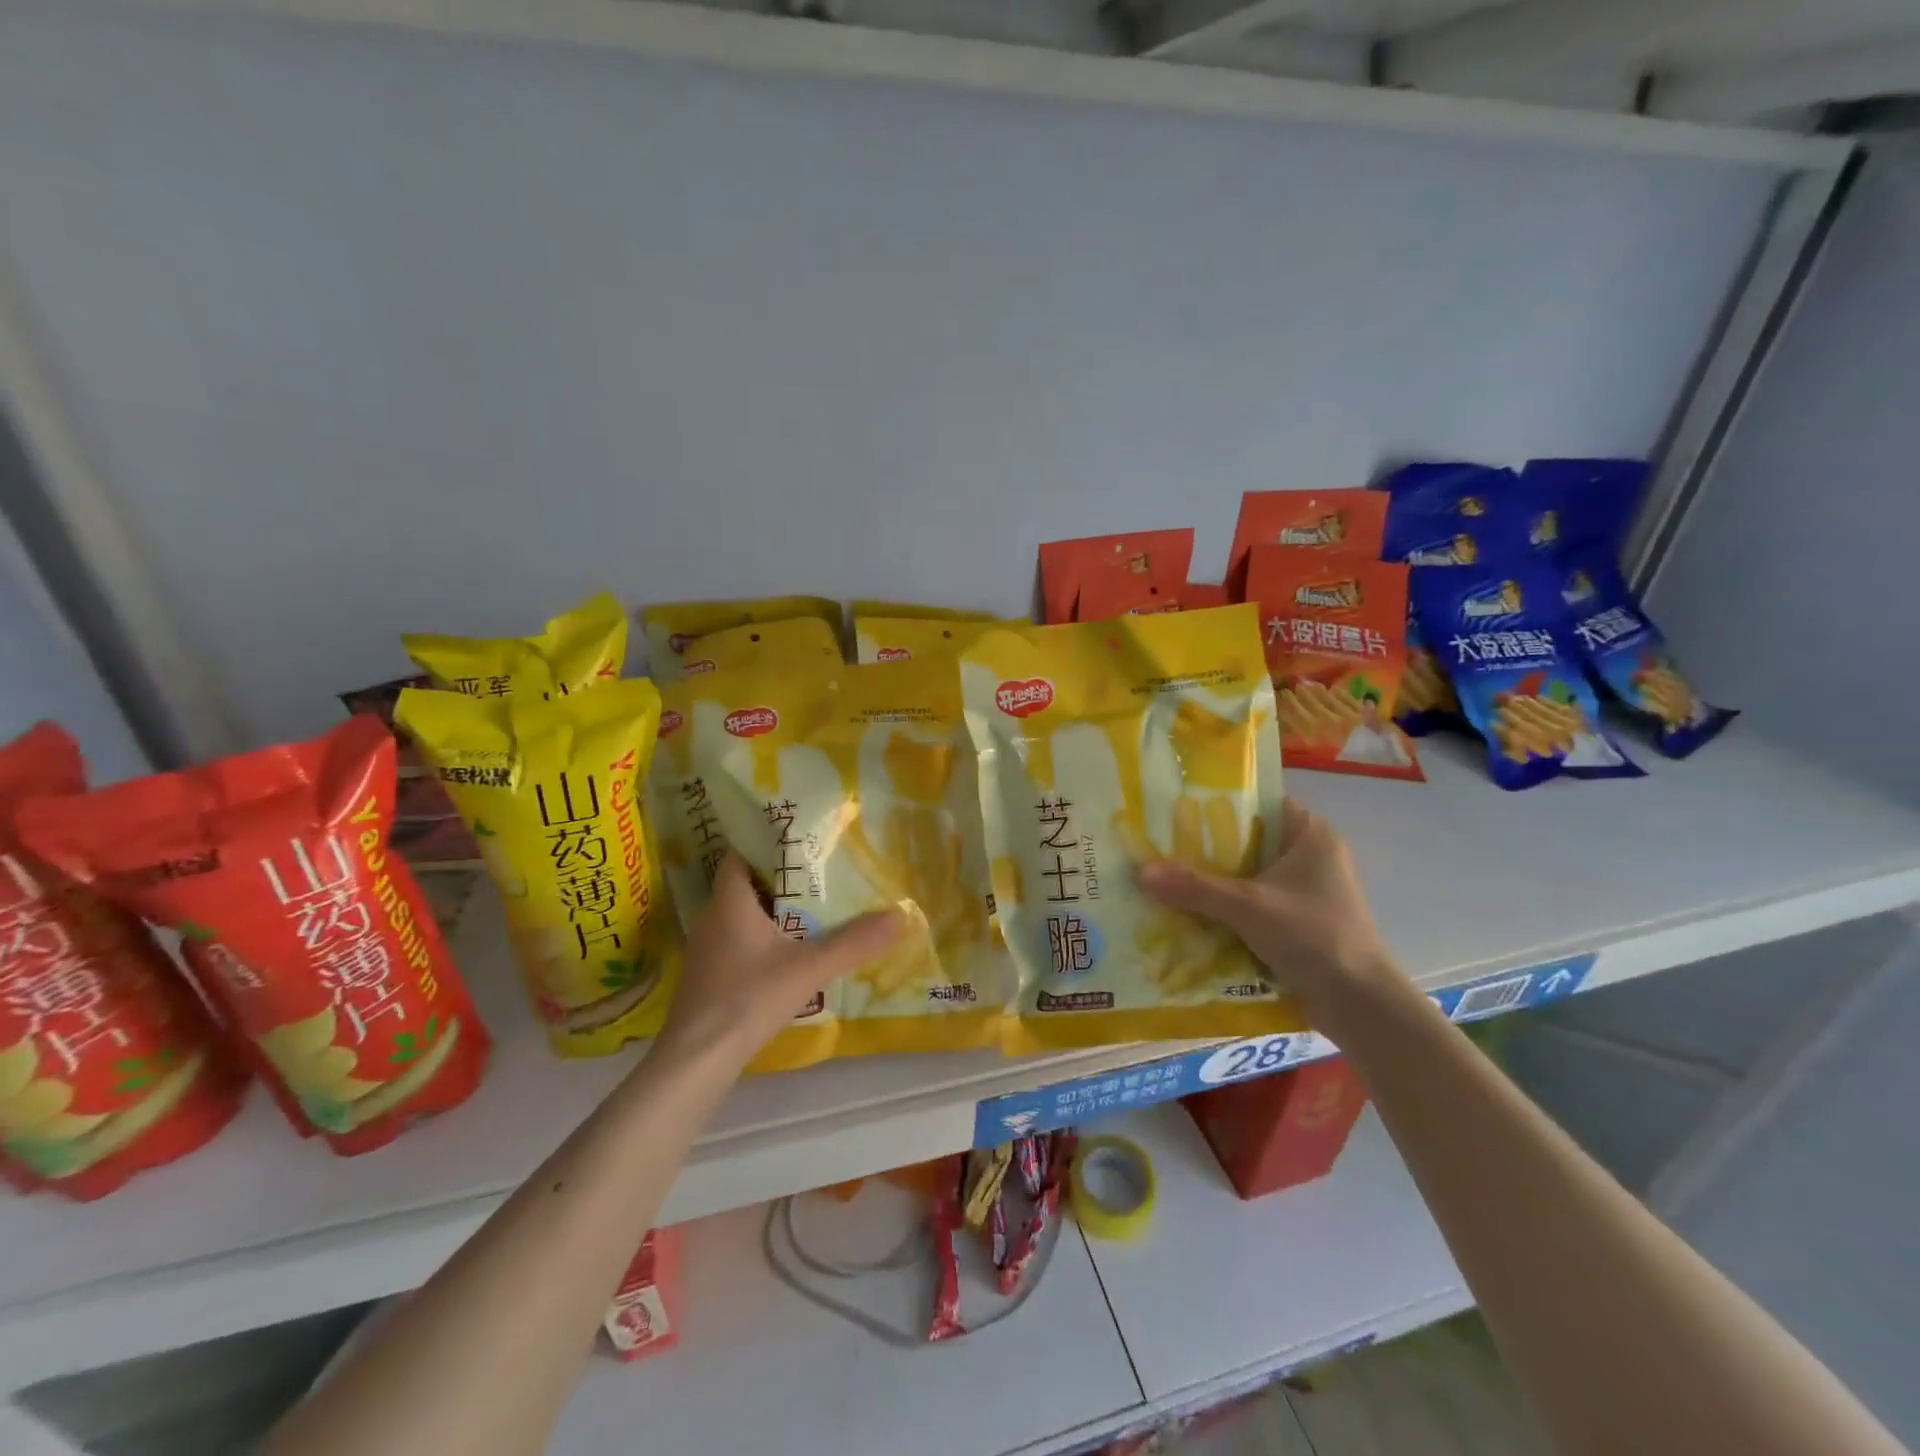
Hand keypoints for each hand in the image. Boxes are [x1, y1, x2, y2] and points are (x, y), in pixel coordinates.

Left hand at [658, 853, 903, 1069]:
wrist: (697, 1060)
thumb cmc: (748, 998)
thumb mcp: (809, 968)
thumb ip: (853, 942)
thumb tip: (899, 916)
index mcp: (730, 901)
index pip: (740, 855)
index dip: (767, 845)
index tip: (802, 843)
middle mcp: (712, 917)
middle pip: (745, 884)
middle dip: (781, 879)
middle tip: (820, 876)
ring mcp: (706, 949)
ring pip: (741, 916)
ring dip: (772, 912)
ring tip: (812, 911)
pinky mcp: (707, 976)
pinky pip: (737, 942)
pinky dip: (762, 939)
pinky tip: (788, 955)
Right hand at [1135, 798, 1402, 1028]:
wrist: (1360, 1006)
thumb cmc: (1314, 936)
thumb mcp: (1248, 906)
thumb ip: (1195, 887)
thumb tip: (1140, 871)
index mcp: (1311, 835)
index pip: (1260, 803)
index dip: (1220, 804)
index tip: (1177, 808)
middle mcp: (1311, 858)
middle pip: (1248, 843)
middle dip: (1206, 849)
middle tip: (1160, 845)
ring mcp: (1305, 894)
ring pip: (1248, 878)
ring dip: (1213, 883)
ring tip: (1164, 878)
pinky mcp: (1298, 925)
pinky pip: (1252, 907)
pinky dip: (1225, 911)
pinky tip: (1188, 914)